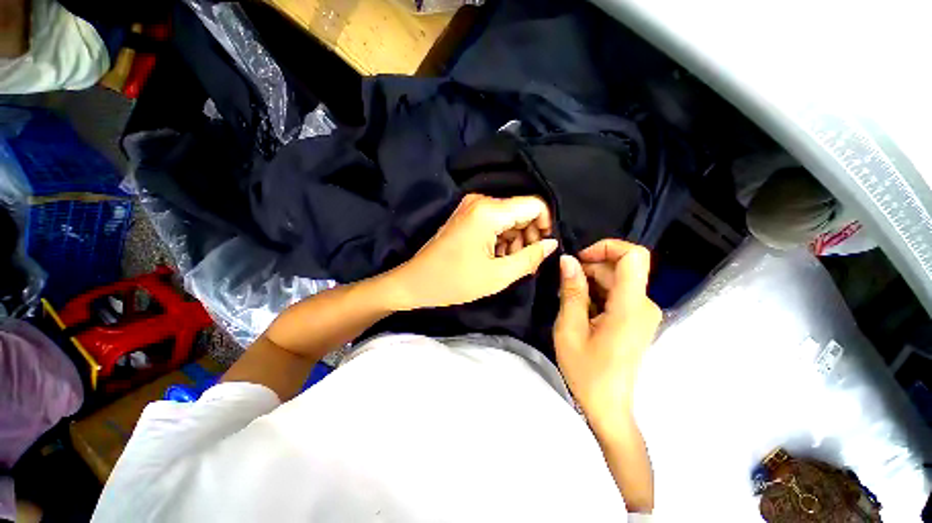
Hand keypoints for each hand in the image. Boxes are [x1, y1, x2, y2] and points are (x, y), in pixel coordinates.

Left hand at [387, 194, 557, 310]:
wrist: (416, 282)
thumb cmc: (455, 281)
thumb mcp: (498, 275)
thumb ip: (530, 258)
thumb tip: (552, 244)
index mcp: (490, 211)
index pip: (535, 205)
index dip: (546, 225)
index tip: (544, 249)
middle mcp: (482, 201)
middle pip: (522, 211)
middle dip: (529, 237)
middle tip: (529, 263)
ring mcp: (472, 208)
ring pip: (509, 219)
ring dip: (515, 241)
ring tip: (511, 265)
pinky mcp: (467, 216)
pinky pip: (495, 223)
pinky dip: (502, 240)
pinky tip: (498, 259)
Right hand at [553, 240, 661, 428]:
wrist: (608, 408)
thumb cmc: (586, 372)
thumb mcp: (570, 329)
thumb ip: (571, 291)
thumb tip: (568, 260)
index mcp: (630, 307)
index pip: (634, 256)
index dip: (607, 247)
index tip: (579, 259)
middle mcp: (644, 305)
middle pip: (619, 269)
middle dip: (588, 270)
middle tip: (563, 288)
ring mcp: (643, 313)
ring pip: (616, 281)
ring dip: (589, 284)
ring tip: (569, 304)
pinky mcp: (638, 320)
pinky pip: (617, 294)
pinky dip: (596, 295)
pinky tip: (581, 312)